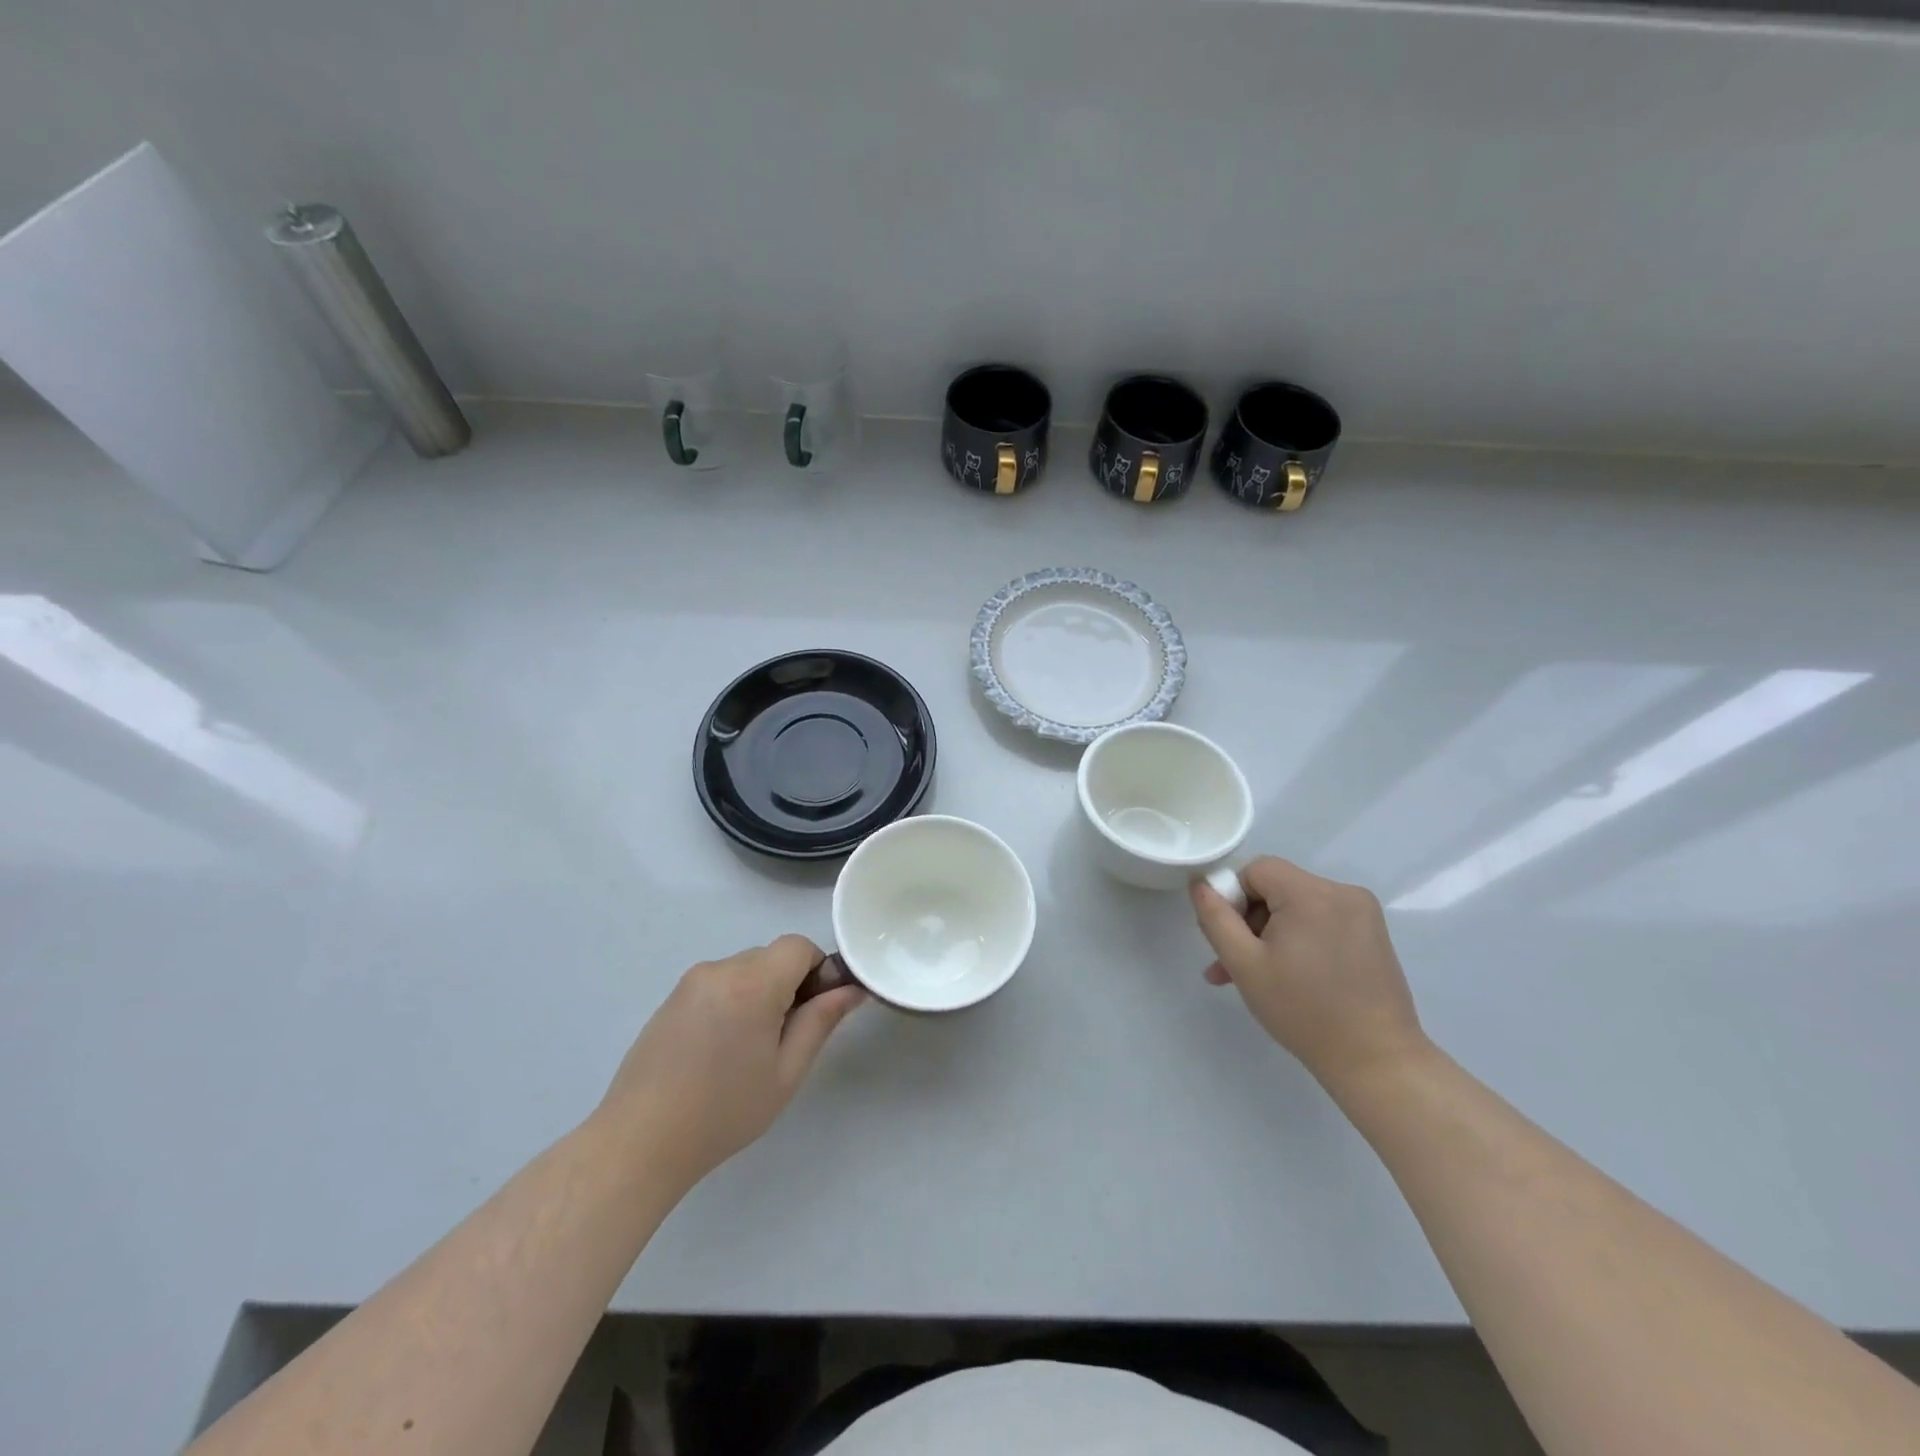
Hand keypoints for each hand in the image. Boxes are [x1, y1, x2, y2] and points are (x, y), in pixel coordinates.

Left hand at [592, 935, 863, 1188]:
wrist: (640, 1142)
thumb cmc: (724, 1111)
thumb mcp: (787, 1071)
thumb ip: (821, 1021)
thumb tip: (852, 989)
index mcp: (752, 982)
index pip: (799, 946)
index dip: (817, 971)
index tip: (814, 1011)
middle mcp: (720, 968)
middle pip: (772, 956)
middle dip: (789, 984)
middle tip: (784, 1038)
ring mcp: (691, 982)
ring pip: (745, 969)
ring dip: (760, 993)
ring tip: (747, 1050)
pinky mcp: (671, 998)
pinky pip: (719, 983)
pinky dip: (732, 1001)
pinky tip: (719, 1050)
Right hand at [1190, 857, 1427, 1092]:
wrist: (1376, 1062)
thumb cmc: (1303, 1011)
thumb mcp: (1244, 964)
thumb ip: (1215, 918)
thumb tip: (1200, 883)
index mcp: (1311, 893)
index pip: (1256, 870)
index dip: (1235, 899)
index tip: (1233, 940)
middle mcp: (1342, 892)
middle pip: (1277, 887)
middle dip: (1251, 921)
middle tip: (1235, 965)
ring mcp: (1362, 913)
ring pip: (1297, 906)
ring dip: (1272, 934)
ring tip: (1258, 978)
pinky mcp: (1373, 934)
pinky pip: (1321, 920)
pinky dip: (1300, 939)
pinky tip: (1291, 976)